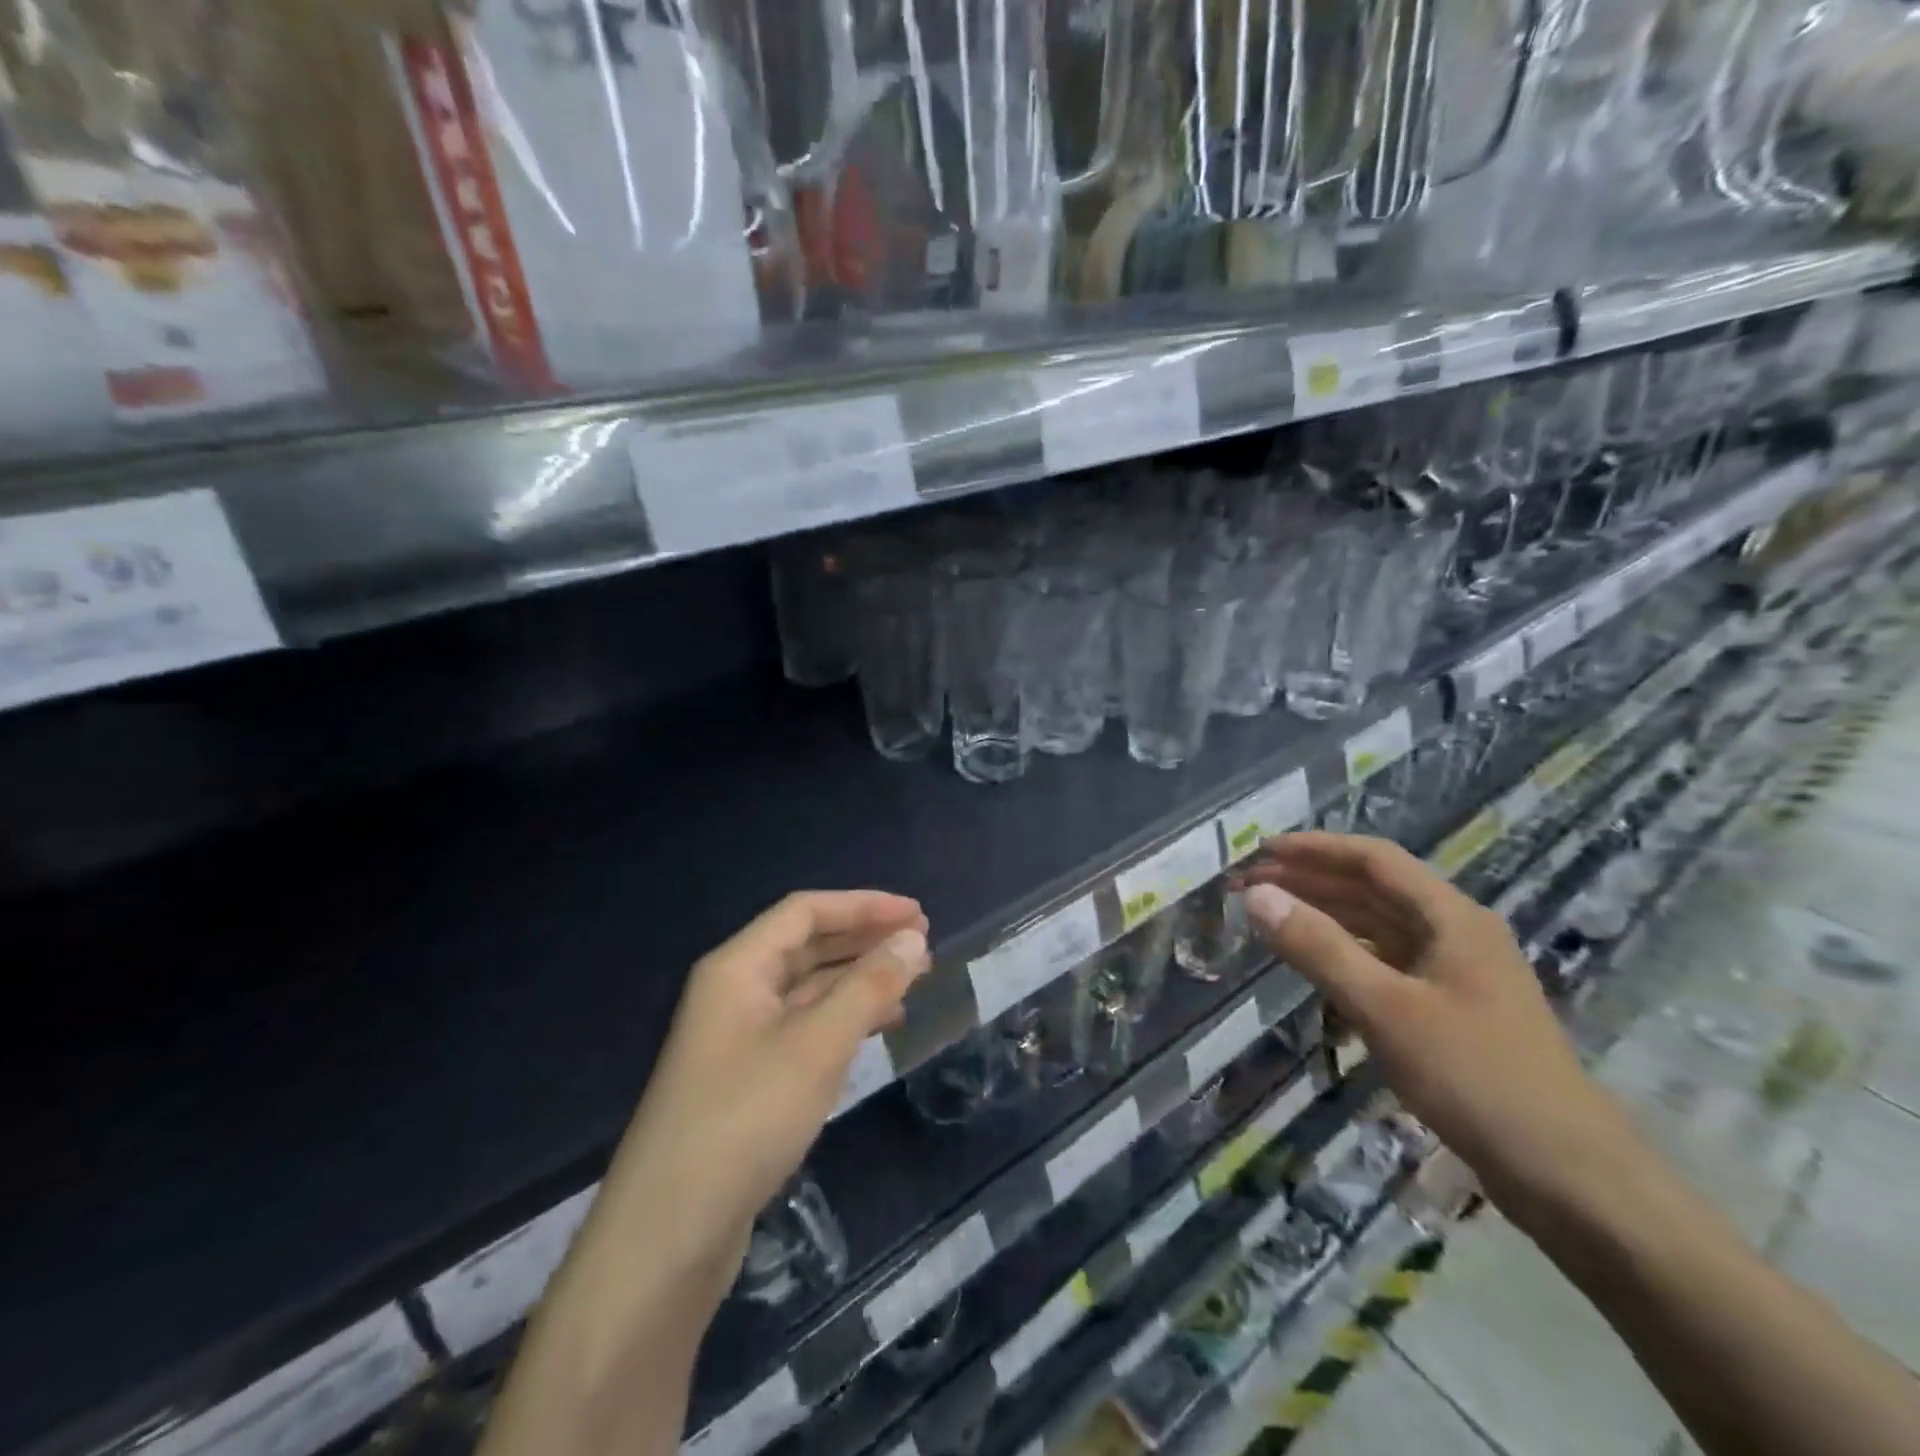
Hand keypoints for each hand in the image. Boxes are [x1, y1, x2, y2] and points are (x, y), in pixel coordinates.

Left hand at [590, 891, 930, 1304]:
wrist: (668, 1236)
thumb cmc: (745, 1120)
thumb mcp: (817, 1045)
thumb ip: (869, 986)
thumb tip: (912, 938)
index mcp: (738, 967)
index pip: (806, 911)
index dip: (864, 906)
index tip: (918, 915)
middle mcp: (735, 992)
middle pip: (807, 946)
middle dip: (864, 940)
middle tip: (922, 947)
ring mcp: (739, 1038)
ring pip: (808, 990)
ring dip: (859, 980)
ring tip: (911, 984)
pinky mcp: (748, 1080)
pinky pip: (805, 1029)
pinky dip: (843, 1021)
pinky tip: (877, 1030)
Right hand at [1237, 832, 1641, 1222]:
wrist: (1570, 1177)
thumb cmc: (1476, 1078)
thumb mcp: (1385, 1008)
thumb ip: (1318, 947)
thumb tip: (1256, 895)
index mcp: (1451, 918)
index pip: (1374, 859)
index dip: (1314, 848)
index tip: (1260, 851)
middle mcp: (1456, 933)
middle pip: (1374, 889)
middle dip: (1311, 881)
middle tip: (1251, 886)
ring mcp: (1456, 973)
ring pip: (1379, 927)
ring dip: (1325, 916)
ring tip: (1271, 918)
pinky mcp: (1452, 1010)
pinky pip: (1387, 963)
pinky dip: (1346, 955)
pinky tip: (1315, 966)